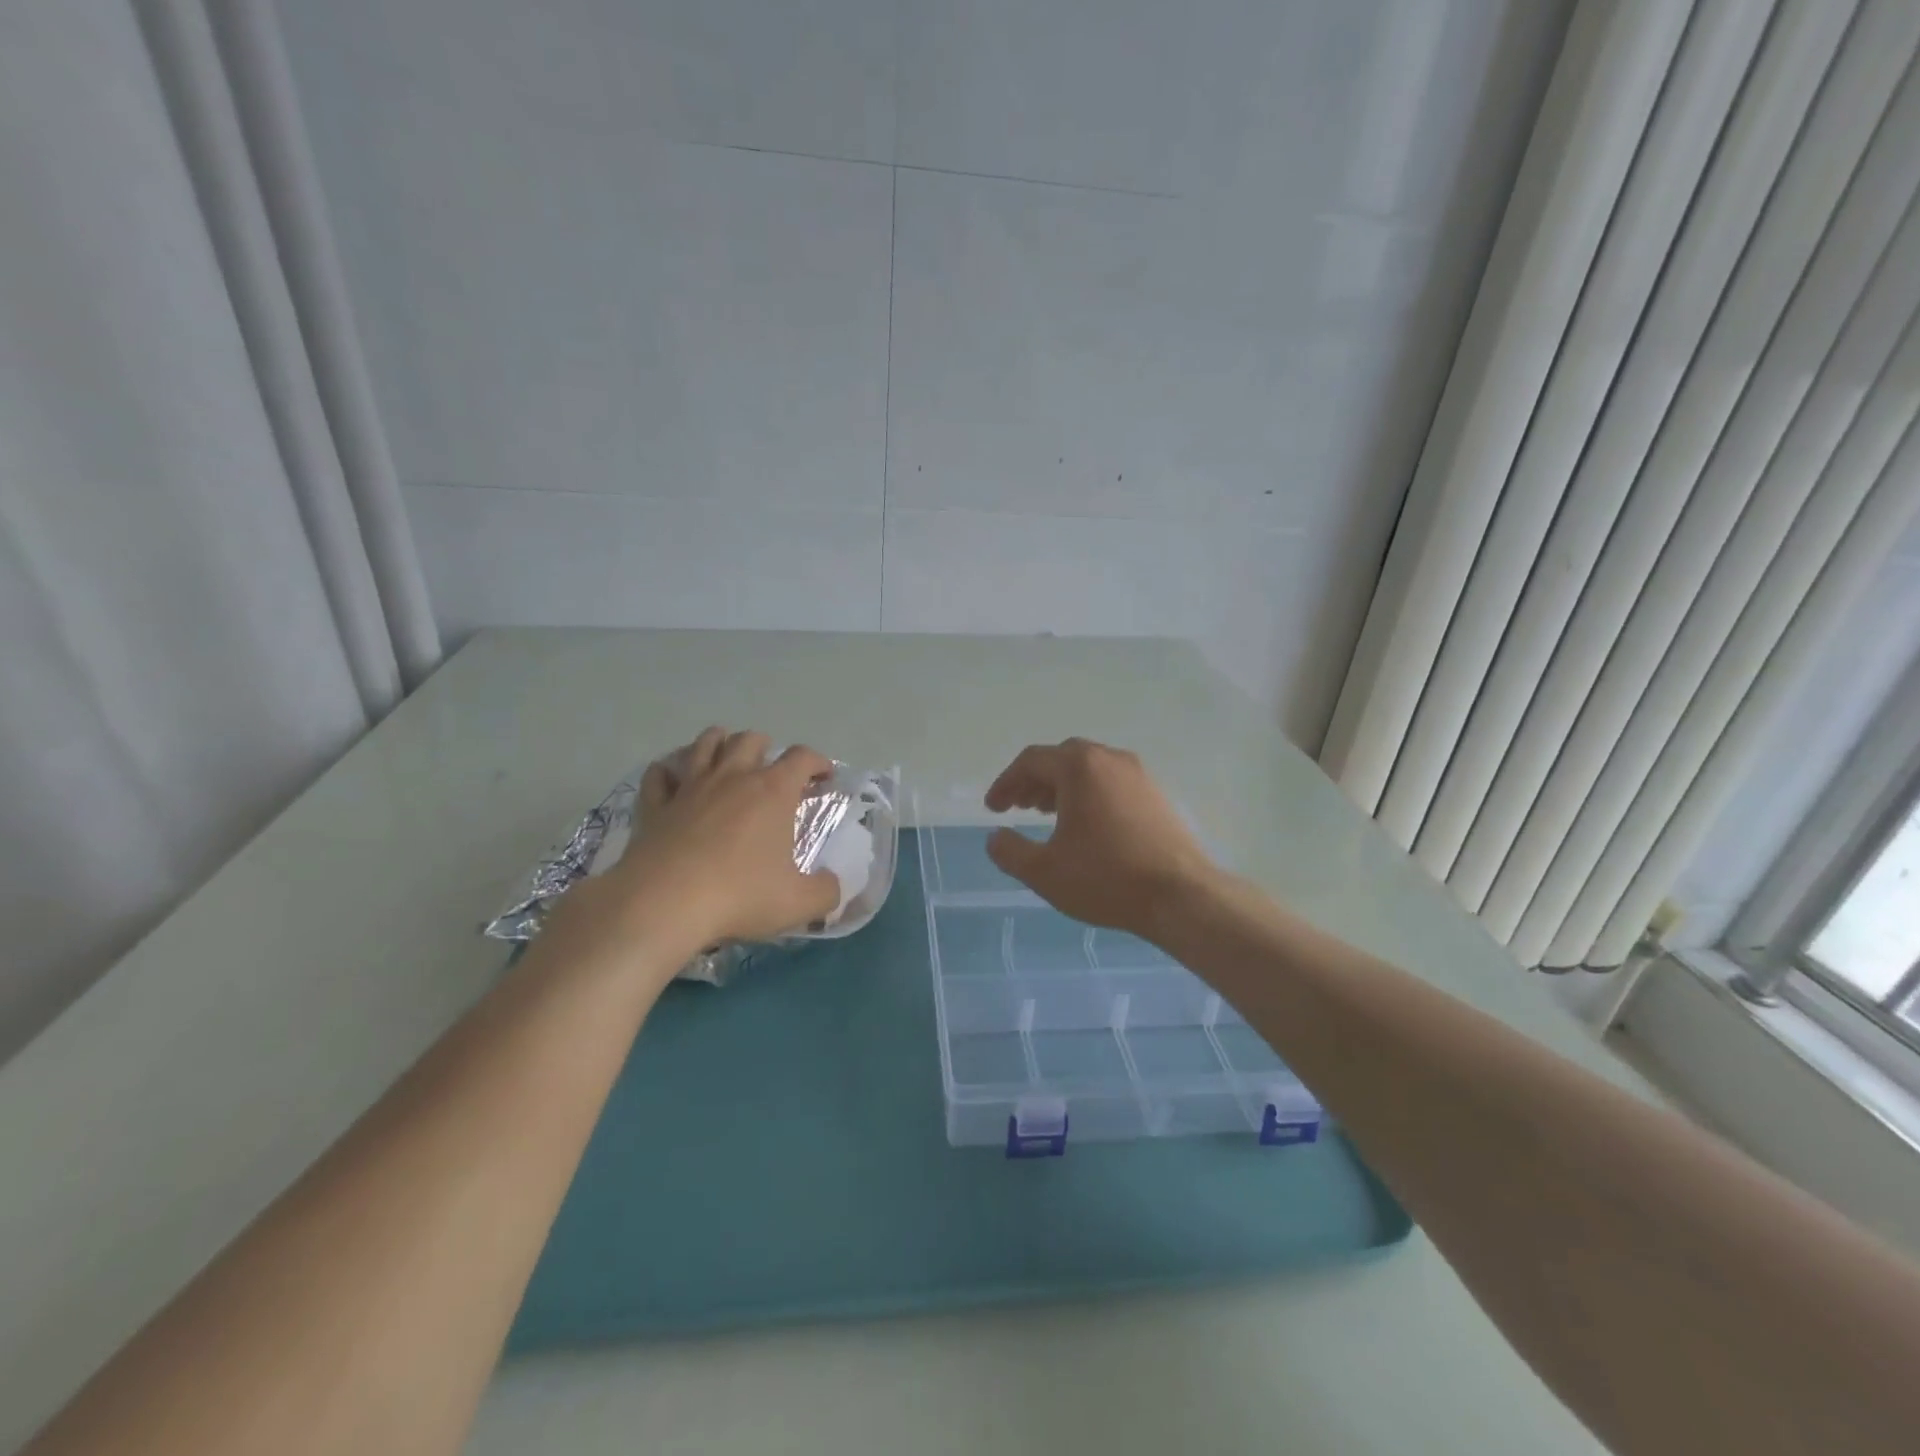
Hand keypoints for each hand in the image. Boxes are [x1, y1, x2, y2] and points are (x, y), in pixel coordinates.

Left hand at [548, 728, 841, 970]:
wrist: (664, 904)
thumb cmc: (739, 896)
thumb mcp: (798, 903)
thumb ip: (826, 891)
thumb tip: (832, 885)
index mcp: (773, 791)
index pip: (802, 758)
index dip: (818, 762)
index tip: (824, 777)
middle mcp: (733, 778)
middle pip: (750, 739)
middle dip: (766, 747)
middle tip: (772, 769)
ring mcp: (690, 788)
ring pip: (705, 744)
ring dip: (719, 743)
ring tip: (726, 755)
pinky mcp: (655, 806)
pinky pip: (659, 775)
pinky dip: (668, 771)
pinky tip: (672, 779)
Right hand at [983, 738, 1215, 940]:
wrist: (1180, 896)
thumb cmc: (1105, 878)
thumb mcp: (1043, 871)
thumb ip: (1009, 851)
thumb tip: (995, 837)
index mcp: (1079, 767)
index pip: (1031, 761)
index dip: (1006, 783)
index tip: (994, 809)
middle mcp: (1110, 759)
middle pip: (1061, 758)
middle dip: (1034, 780)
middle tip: (1019, 807)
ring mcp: (1139, 775)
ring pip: (1089, 769)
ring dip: (1062, 786)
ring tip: (1047, 815)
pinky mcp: (1157, 795)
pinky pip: (1112, 782)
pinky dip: (1089, 794)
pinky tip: (1087, 825)